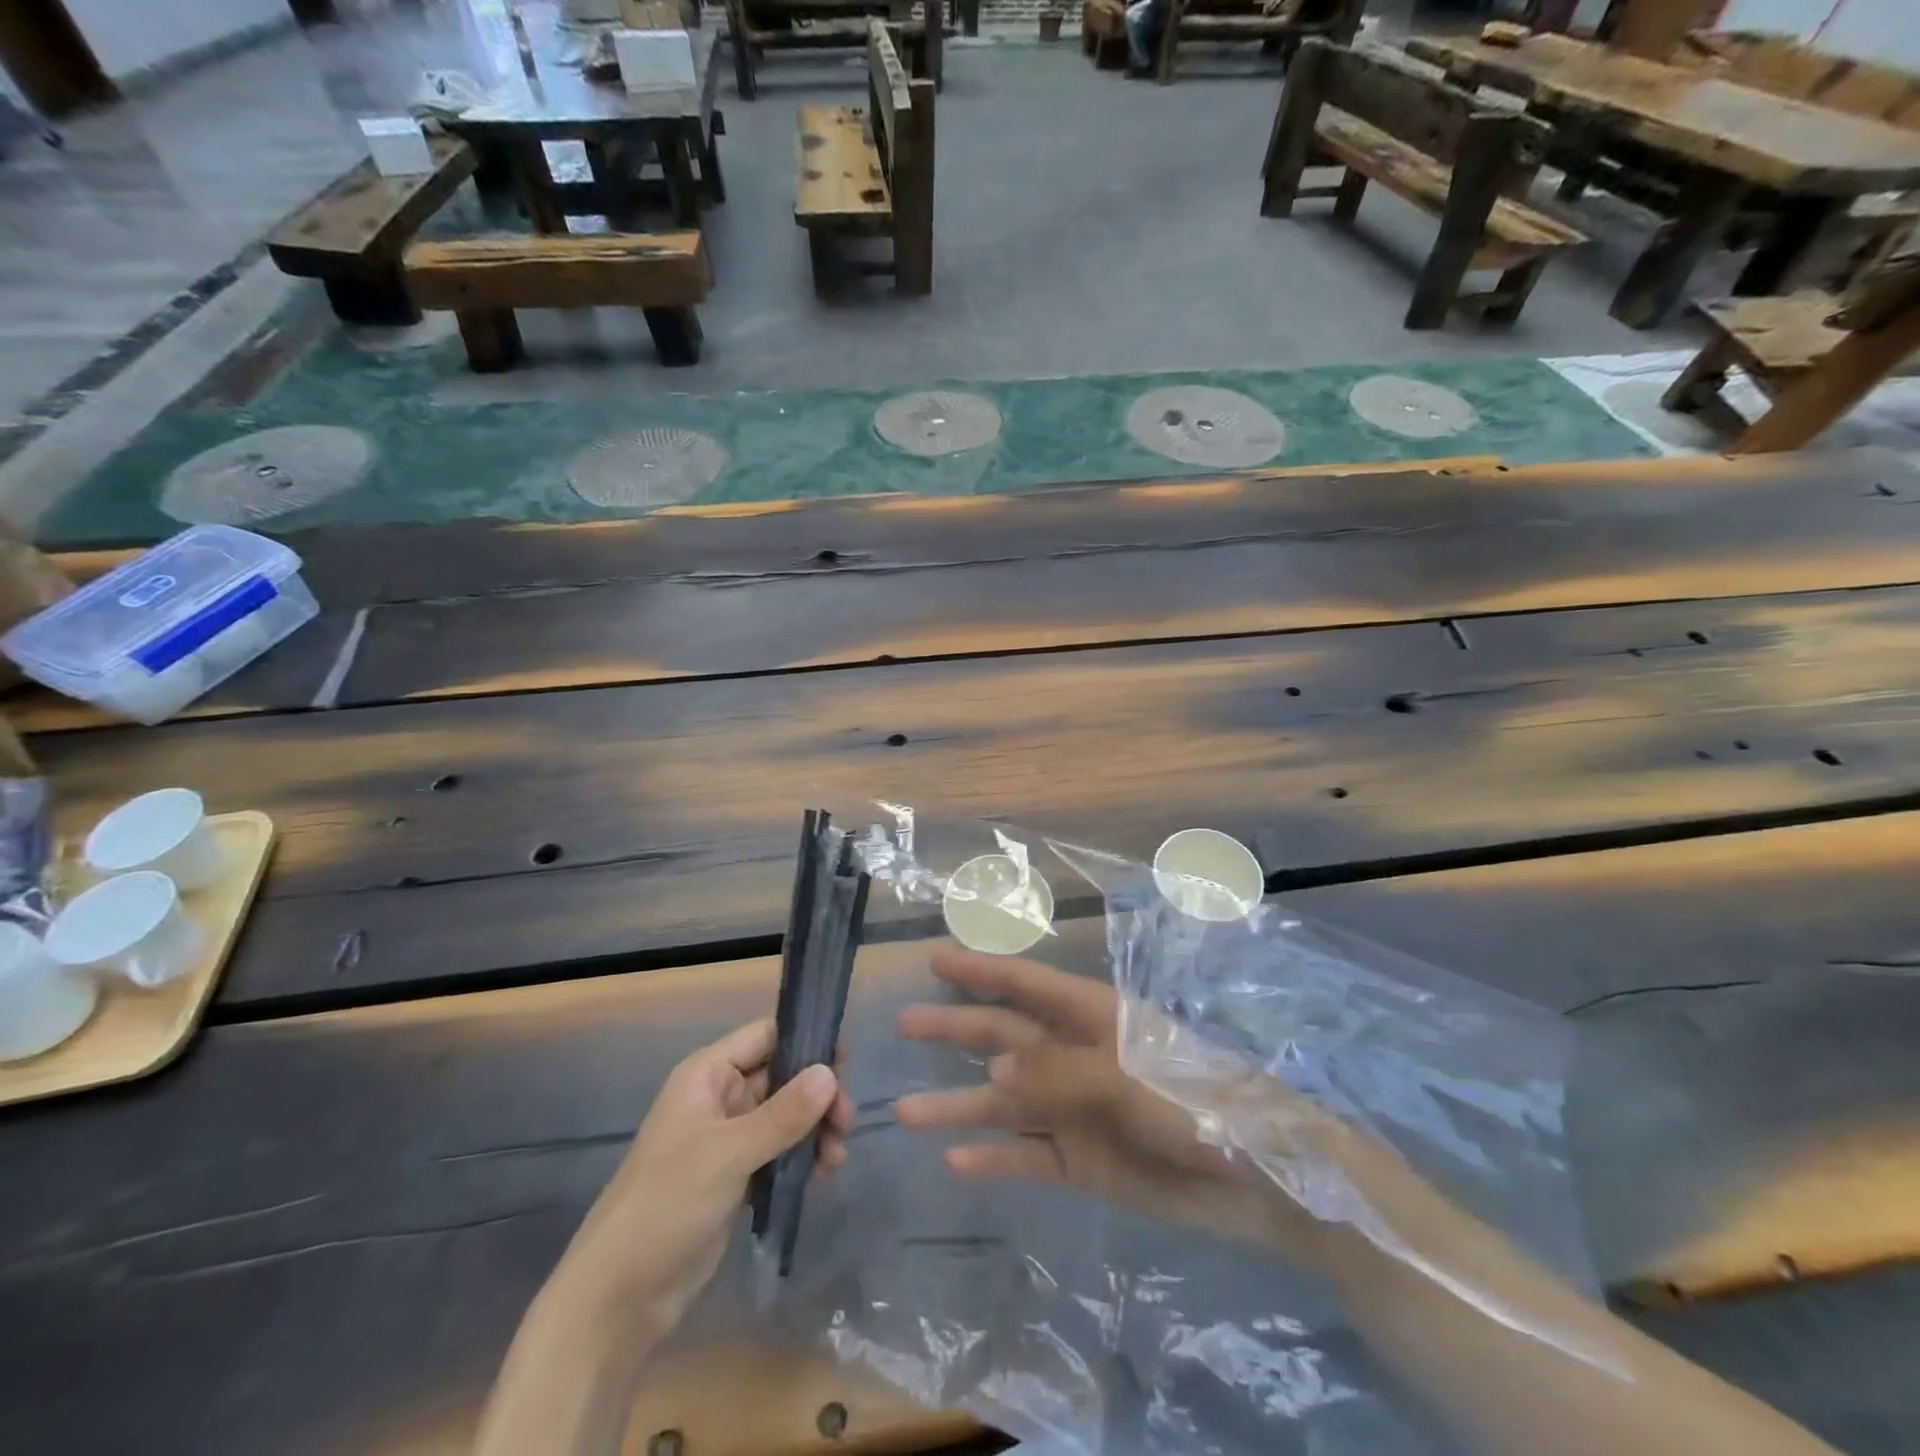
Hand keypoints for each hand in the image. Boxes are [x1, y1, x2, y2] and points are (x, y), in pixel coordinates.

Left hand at [554, 1018, 856, 1338]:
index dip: (805, 1040)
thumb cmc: (667, 1204)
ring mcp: (728, 1139)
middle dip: (817, 1094)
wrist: (619, 1296)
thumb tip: (830, 1073)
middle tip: (846, 1121)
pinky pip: (779, 1151)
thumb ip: (783, 1113)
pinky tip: (823, 1175)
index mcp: (707, 1075)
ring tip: (836, 1157)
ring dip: (815, 1128)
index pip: (765, 1037)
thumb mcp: (729, 1154)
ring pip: (785, 1115)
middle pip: (782, 1076)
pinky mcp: (735, 1176)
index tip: (846, 1061)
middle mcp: (719, 1098)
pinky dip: (802, 1157)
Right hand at [894, 950, 1321, 1257]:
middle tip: (905, 1024)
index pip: (1024, 984)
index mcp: (1089, 1017)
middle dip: (955, 1028)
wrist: (1256, 1176)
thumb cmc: (1192, 1099)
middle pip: (1003, 1037)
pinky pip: (1026, 1157)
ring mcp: (1075, 1110)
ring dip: (958, 1103)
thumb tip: (990, 1079)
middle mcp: (1073, 1056)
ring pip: (1004, 1102)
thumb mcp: (1123, 1074)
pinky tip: (954, 1159)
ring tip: (905, 1109)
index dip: (980, 971)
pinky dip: (993, 1157)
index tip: (935, 961)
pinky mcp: (1082, 1162)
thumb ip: (1055, 1075)